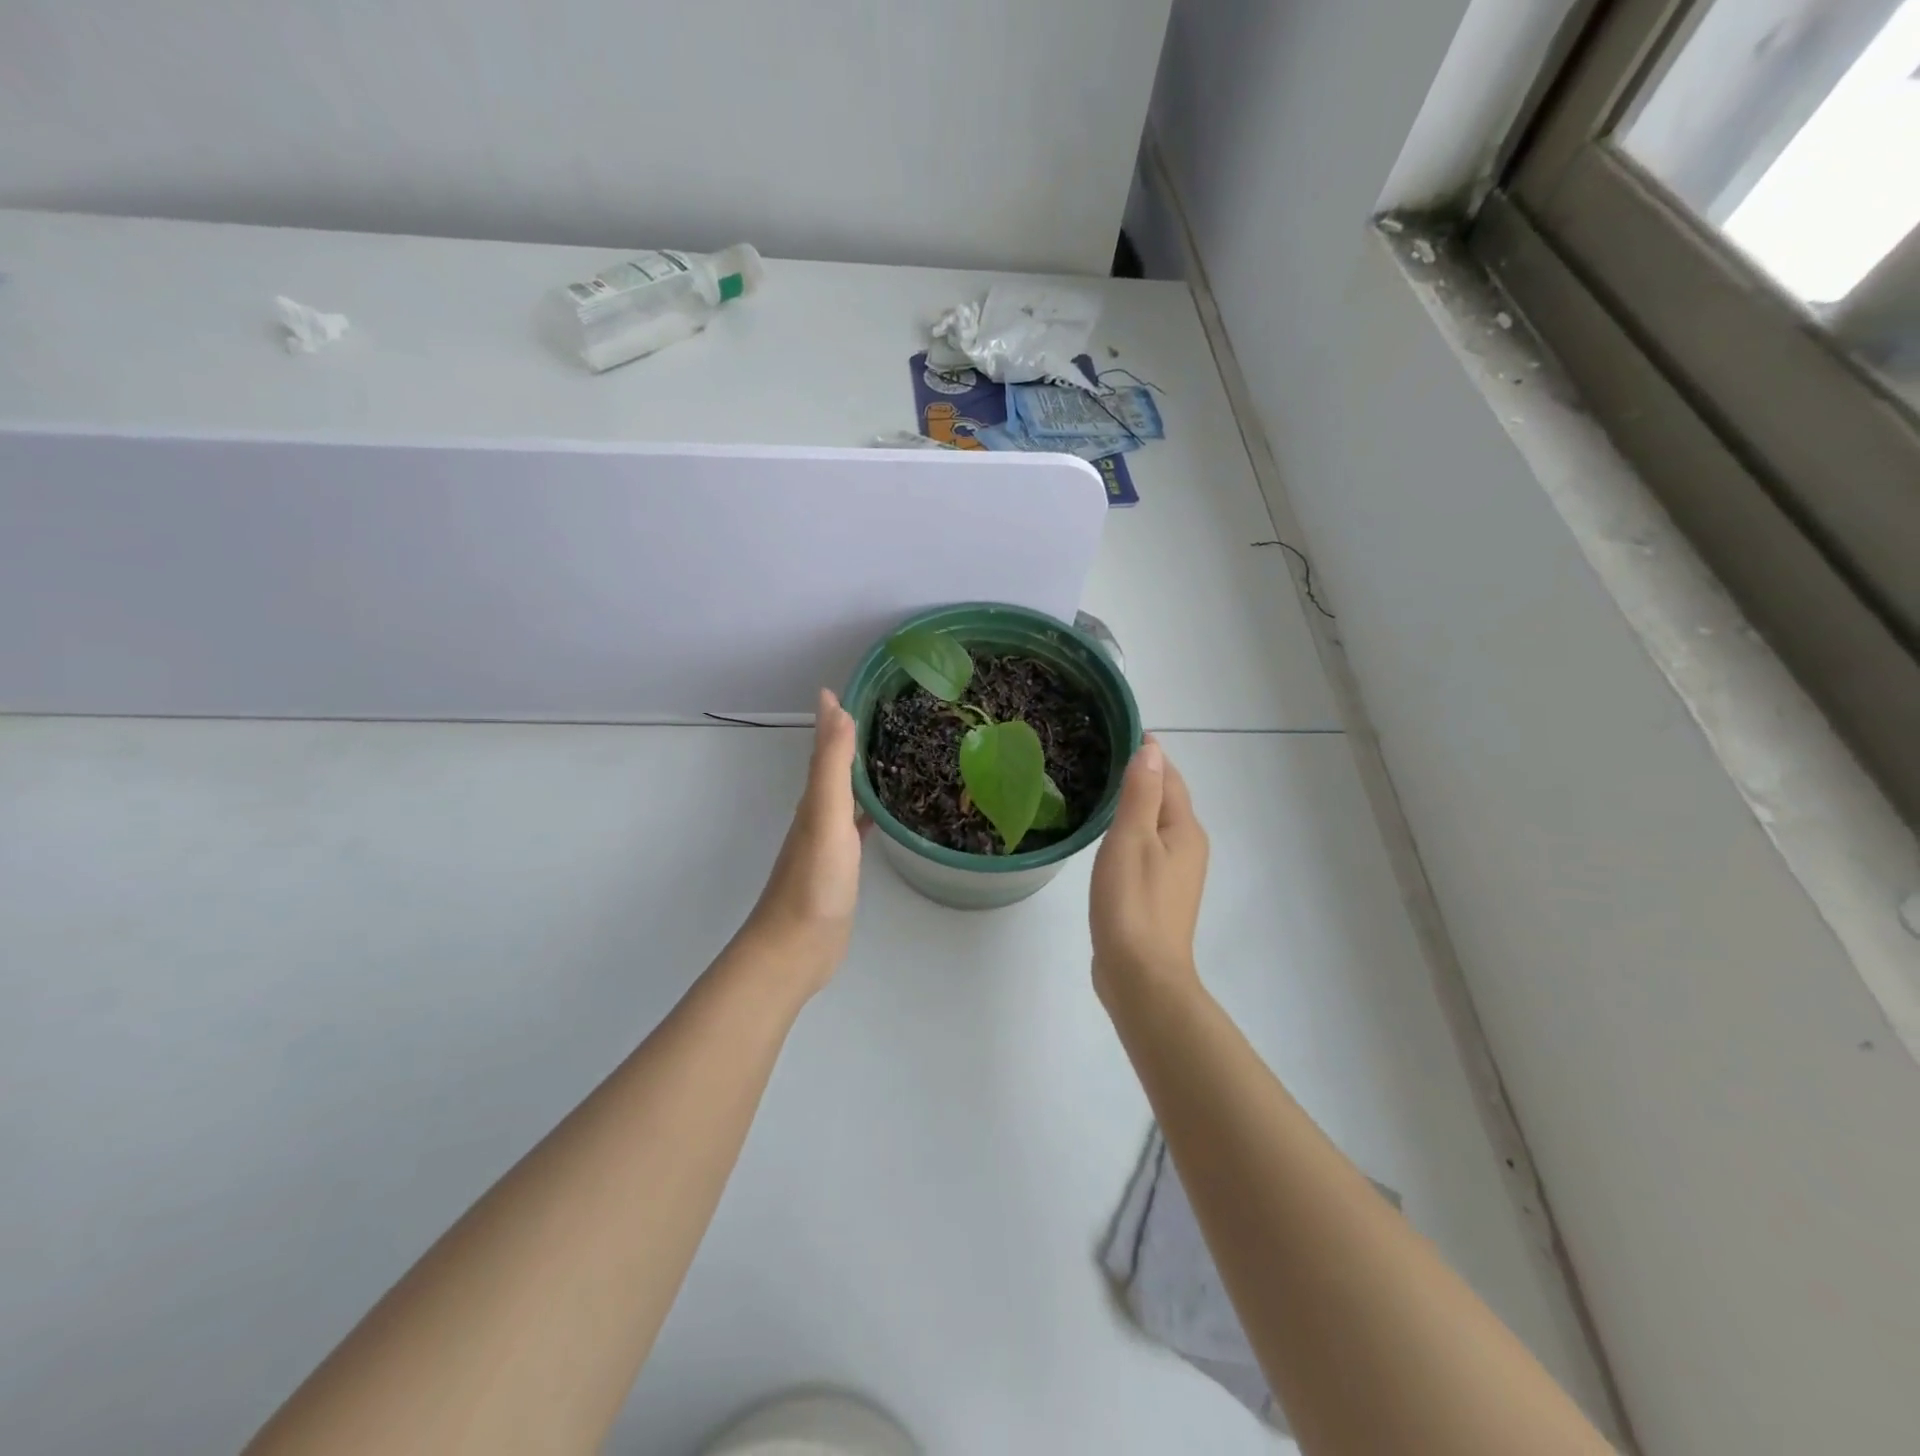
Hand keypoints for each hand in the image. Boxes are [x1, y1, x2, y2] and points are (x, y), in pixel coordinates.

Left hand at [741, 689, 865, 993]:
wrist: (796, 948)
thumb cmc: (814, 881)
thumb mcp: (826, 816)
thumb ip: (833, 766)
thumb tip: (837, 709)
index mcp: (814, 800)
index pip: (824, 748)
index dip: (832, 719)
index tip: (845, 688)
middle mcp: (818, 815)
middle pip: (832, 768)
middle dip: (846, 739)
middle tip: (876, 714)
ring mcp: (828, 843)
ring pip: (844, 796)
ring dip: (858, 774)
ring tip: (886, 754)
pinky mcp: (840, 869)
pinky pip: (855, 828)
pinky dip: (867, 813)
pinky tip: (881, 815)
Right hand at [1089, 736, 1209, 1001]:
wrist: (1141, 976)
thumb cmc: (1133, 903)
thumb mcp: (1132, 839)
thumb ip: (1141, 793)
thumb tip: (1153, 748)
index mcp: (1185, 831)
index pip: (1170, 778)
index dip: (1150, 754)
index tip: (1121, 732)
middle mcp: (1188, 848)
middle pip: (1167, 801)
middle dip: (1144, 777)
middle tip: (1103, 756)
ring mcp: (1175, 876)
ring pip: (1157, 827)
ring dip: (1136, 806)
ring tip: (1102, 790)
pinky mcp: (1158, 896)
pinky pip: (1147, 850)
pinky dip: (1131, 833)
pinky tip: (1108, 839)